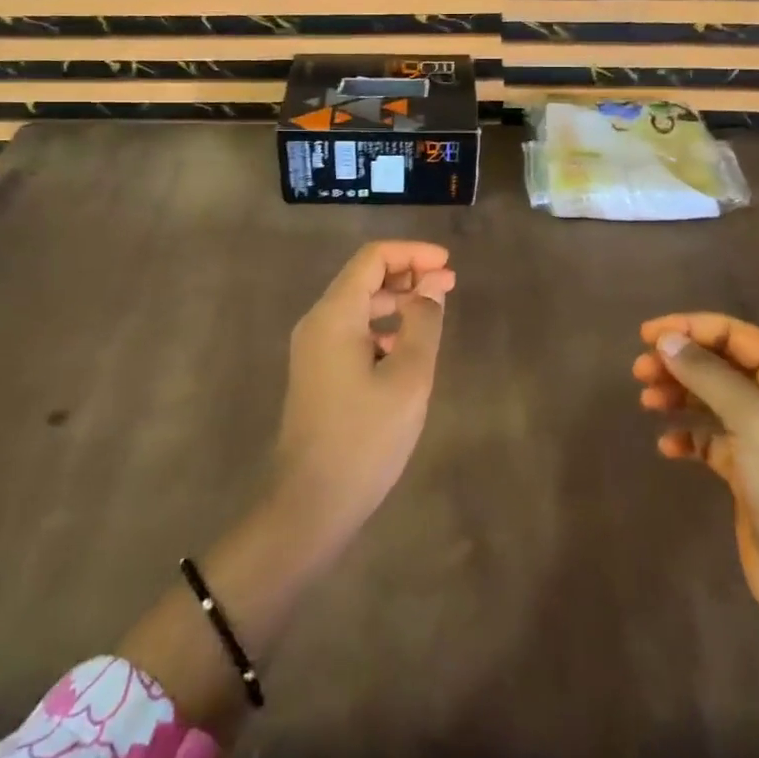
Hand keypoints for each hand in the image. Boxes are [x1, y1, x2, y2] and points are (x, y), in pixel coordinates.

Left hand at [273, 240, 454, 542]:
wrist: (310, 504)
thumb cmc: (364, 438)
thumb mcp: (407, 378)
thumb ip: (423, 323)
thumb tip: (431, 285)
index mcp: (334, 314)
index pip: (372, 258)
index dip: (412, 253)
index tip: (448, 264)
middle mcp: (318, 322)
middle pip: (363, 278)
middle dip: (407, 274)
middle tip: (449, 285)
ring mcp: (314, 349)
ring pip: (358, 307)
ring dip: (396, 301)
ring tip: (434, 313)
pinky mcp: (318, 373)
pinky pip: (352, 333)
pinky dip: (382, 328)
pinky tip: (406, 350)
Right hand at [632, 313, 758, 629]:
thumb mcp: (753, 418)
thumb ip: (707, 373)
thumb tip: (665, 340)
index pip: (737, 336)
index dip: (691, 328)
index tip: (647, 335)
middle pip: (721, 365)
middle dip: (680, 363)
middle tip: (639, 371)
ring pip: (712, 400)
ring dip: (678, 395)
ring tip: (646, 402)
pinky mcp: (749, 473)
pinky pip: (710, 440)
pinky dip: (687, 437)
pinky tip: (668, 447)